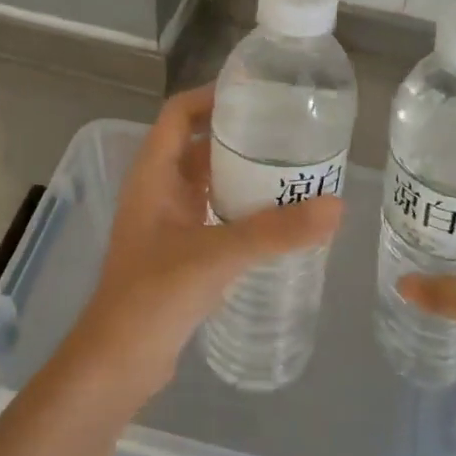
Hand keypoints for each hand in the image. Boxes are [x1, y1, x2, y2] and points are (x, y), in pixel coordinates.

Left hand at [69, 85, 342, 396]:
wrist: (119, 361)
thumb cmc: (154, 296)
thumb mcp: (216, 256)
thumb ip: (274, 232)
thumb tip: (336, 206)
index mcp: (153, 174)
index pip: (179, 114)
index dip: (212, 96)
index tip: (259, 94)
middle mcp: (158, 190)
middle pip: (199, 145)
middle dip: (240, 135)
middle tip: (291, 133)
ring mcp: (168, 222)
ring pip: (208, 181)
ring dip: (244, 173)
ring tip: (294, 170)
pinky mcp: (180, 251)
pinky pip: (214, 213)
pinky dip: (242, 208)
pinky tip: (277, 219)